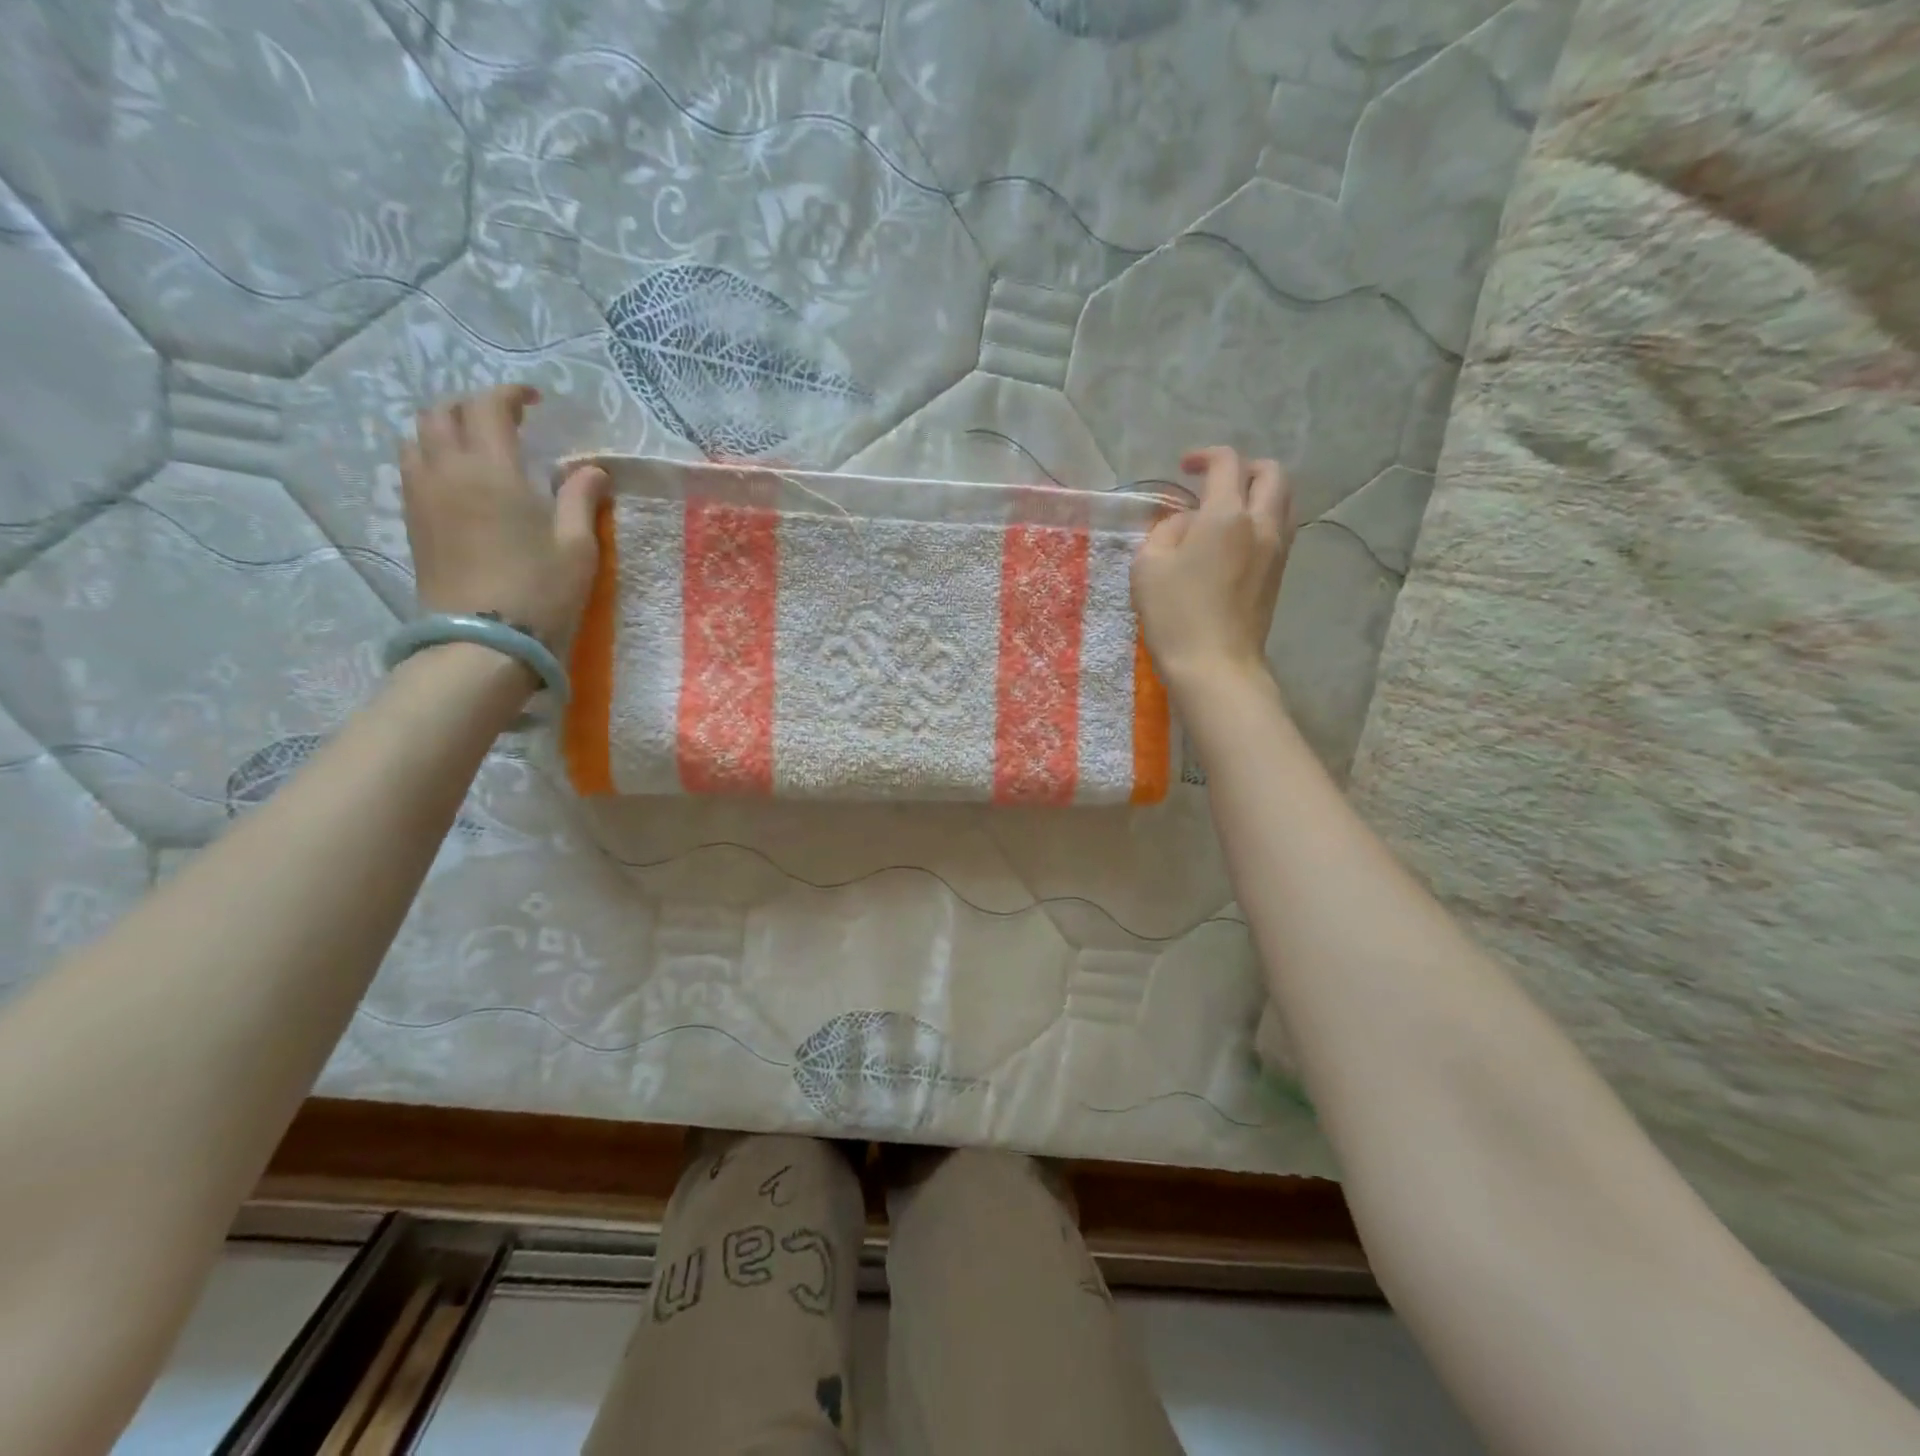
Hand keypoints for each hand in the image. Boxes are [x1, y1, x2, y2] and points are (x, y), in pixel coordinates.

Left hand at [400, 384, 610, 648]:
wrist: (483, 642)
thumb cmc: (540, 592)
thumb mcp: (577, 548)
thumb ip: (581, 500)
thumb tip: (591, 470)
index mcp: (491, 470)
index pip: (488, 407)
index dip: (511, 395)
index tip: (535, 401)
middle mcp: (447, 471)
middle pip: (443, 412)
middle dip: (474, 406)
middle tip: (507, 422)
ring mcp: (422, 496)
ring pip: (419, 437)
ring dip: (447, 429)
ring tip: (478, 447)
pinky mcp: (413, 522)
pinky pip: (412, 467)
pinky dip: (433, 456)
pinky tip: (460, 480)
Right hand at [1131, 446, 1292, 698]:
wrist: (1215, 665)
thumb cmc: (1175, 615)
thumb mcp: (1148, 566)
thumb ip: (1166, 531)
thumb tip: (1187, 523)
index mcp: (1226, 515)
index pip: (1226, 463)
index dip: (1205, 456)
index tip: (1184, 468)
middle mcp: (1260, 524)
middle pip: (1271, 474)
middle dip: (1245, 468)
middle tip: (1215, 483)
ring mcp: (1276, 551)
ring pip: (1282, 502)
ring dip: (1258, 494)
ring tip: (1226, 512)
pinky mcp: (1278, 576)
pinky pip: (1279, 530)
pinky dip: (1261, 521)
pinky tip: (1233, 542)